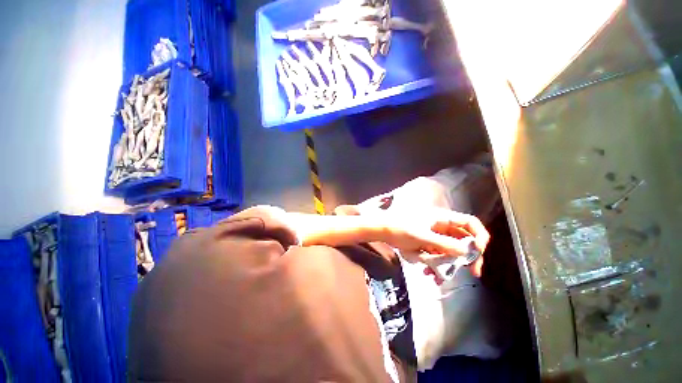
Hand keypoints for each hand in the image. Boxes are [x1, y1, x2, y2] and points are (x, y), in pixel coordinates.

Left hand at [376, 207, 489, 275]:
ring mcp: (435, 236)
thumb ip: (444, 244)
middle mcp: (442, 227)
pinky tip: (429, 273)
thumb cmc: (400, 228)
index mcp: (443, 219)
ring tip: (439, 277)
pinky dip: (437, 265)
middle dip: (467, 256)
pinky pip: (439, 256)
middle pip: (464, 240)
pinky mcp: (428, 245)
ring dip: (449, 264)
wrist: (383, 231)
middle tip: (472, 272)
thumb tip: (467, 252)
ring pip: (451, 251)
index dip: (479, 235)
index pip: (470, 223)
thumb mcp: (422, 236)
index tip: (478, 251)